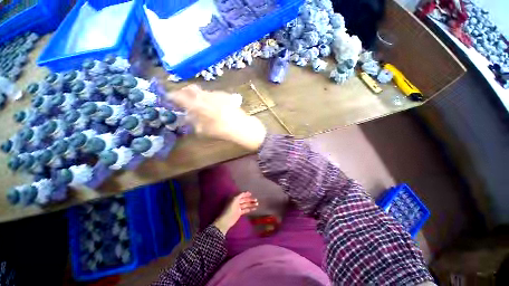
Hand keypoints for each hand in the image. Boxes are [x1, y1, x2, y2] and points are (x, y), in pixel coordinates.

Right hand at [168, 85, 266, 150]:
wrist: (241, 126)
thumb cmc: (221, 131)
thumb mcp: (203, 130)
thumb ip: (193, 121)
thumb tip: (188, 116)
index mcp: (196, 104)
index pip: (179, 96)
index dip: (172, 96)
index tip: (169, 98)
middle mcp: (204, 96)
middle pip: (190, 88)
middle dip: (184, 92)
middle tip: (183, 98)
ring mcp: (216, 93)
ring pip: (202, 91)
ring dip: (197, 95)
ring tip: (199, 104)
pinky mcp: (225, 95)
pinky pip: (213, 94)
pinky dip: (209, 97)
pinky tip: (213, 105)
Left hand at [213, 192, 257, 234]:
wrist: (226, 220)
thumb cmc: (230, 208)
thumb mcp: (234, 199)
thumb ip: (240, 195)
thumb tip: (245, 192)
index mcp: (234, 198)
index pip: (241, 195)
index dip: (246, 194)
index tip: (251, 193)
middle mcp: (236, 202)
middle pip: (244, 200)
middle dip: (250, 199)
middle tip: (256, 200)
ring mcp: (238, 207)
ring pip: (246, 204)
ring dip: (251, 204)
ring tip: (257, 204)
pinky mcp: (240, 213)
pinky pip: (246, 209)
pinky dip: (250, 209)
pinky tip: (254, 208)